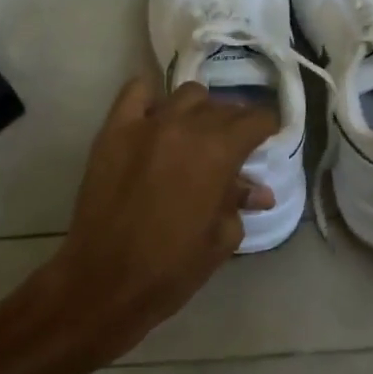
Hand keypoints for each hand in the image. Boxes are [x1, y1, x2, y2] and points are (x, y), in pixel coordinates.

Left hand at [43, 77, 277, 365]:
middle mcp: (186, 126)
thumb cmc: (171, 268)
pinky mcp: (114, 130)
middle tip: (234, 146)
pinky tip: (156, 116)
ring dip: (200, 110)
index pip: (255, 119)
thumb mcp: (220, 239)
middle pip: (223, 107)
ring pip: (187, 95)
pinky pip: (136, 92)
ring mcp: (146, 124)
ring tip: (196, 133)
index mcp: (219, 152)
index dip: (267, 127)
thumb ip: (239, 203)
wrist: (104, 281)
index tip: (268, 137)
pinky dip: (151, 98)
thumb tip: (257, 191)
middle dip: (235, 123)